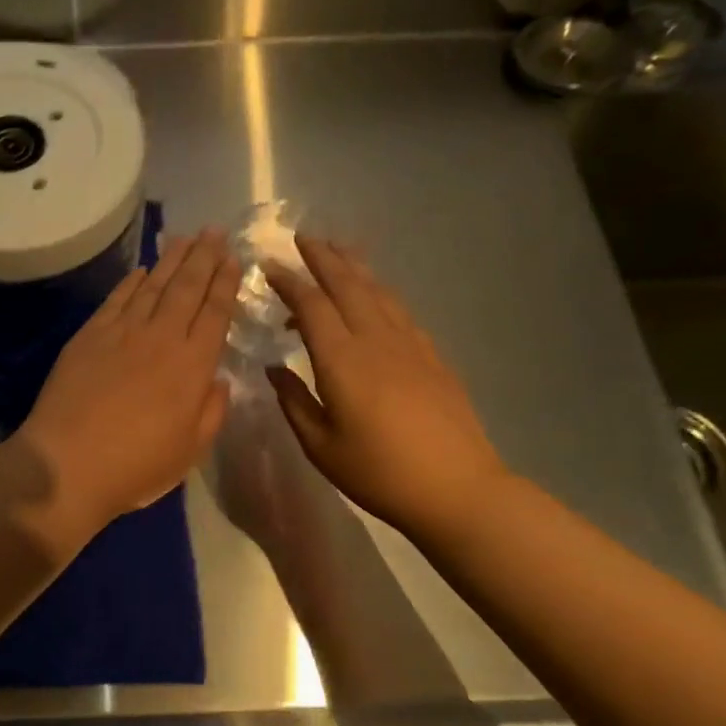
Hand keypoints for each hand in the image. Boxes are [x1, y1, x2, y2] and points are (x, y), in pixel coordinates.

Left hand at [19, 229, 239, 529]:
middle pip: (187, 288)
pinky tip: (141, 270)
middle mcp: (161, 337)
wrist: (67, 464)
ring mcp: (121, 332)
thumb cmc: (136, 466)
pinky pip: (116, 299)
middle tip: (214, 231)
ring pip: (153, 286)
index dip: (226, 283)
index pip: (215, 312)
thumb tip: (217, 379)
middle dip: (204, 257)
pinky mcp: (89, 335)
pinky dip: (131, 281)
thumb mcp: (191, 450)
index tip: (233, 258)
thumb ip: (212, 411)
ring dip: (171, 259)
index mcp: (192, 365)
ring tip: (185, 237)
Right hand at [265, 236, 511, 540]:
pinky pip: (400, 311)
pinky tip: (375, 295)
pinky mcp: (432, 356)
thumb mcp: (321, 446)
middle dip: (323, 258)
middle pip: (347, 285)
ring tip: (339, 249)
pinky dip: (381, 293)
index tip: (269, 265)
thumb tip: (274, 368)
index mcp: (342, 361)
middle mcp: (376, 340)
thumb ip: (294, 401)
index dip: (288, 281)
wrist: (456, 488)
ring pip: (378, 291)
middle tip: (303, 238)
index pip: (311, 306)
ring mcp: (410, 344)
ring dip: (355, 267)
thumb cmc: (378, 473)